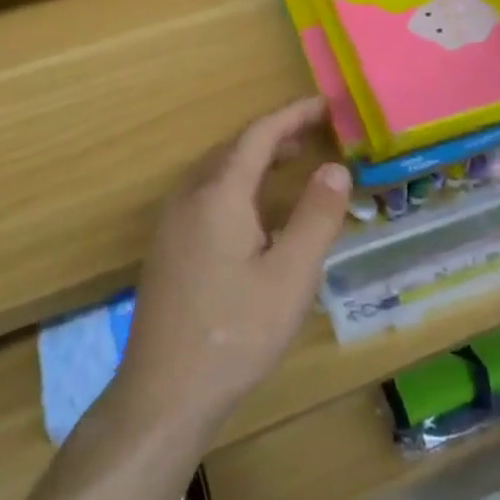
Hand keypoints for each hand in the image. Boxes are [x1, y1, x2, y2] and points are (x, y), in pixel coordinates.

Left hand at [116, 98, 351, 441]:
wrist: (163, 395)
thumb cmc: (235, 333)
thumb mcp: (291, 276)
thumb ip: (316, 216)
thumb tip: (335, 167)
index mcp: (219, 194)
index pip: (258, 135)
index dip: (292, 115)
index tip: (324, 104)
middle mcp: (189, 197)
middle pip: (234, 147)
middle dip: (275, 134)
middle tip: (315, 132)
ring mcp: (171, 222)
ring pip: (217, 170)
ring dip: (254, 157)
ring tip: (291, 161)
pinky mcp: (166, 247)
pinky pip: (205, 192)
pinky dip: (237, 181)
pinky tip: (255, 210)